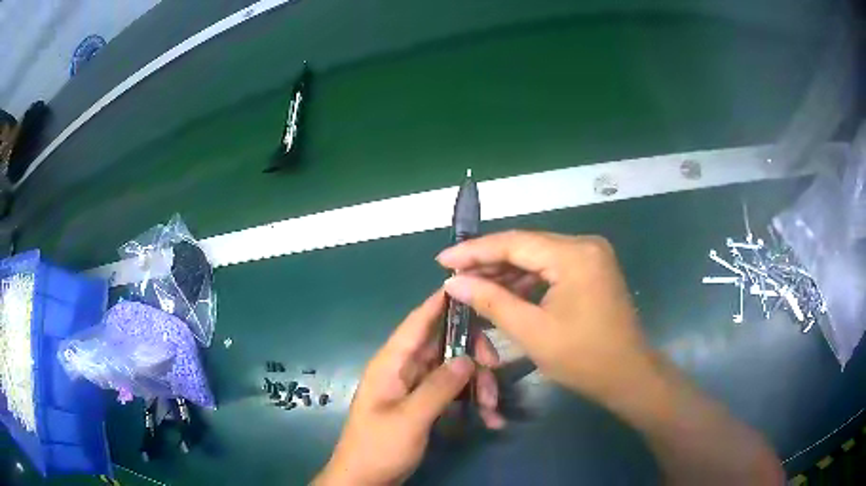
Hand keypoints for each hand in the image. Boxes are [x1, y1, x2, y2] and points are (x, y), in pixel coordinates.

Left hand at [314, 290, 502, 485]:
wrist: (365, 479)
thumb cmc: (378, 447)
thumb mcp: (409, 419)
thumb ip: (438, 388)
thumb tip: (467, 359)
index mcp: (392, 363)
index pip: (417, 322)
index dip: (441, 302)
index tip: (470, 286)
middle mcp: (404, 369)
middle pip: (444, 345)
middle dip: (474, 355)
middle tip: (496, 370)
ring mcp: (415, 387)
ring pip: (454, 370)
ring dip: (477, 384)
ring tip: (492, 410)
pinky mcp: (424, 403)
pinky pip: (453, 391)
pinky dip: (471, 400)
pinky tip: (488, 418)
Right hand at [438, 231, 654, 408]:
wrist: (627, 375)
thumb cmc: (582, 358)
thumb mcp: (531, 331)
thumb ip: (491, 300)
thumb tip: (453, 282)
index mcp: (574, 255)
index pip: (514, 243)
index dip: (475, 251)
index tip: (442, 260)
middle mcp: (584, 245)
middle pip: (526, 246)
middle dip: (488, 262)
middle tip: (453, 275)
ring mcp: (591, 256)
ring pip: (538, 257)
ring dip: (506, 271)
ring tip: (472, 284)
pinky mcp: (592, 270)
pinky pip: (551, 268)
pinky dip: (527, 280)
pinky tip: (503, 291)